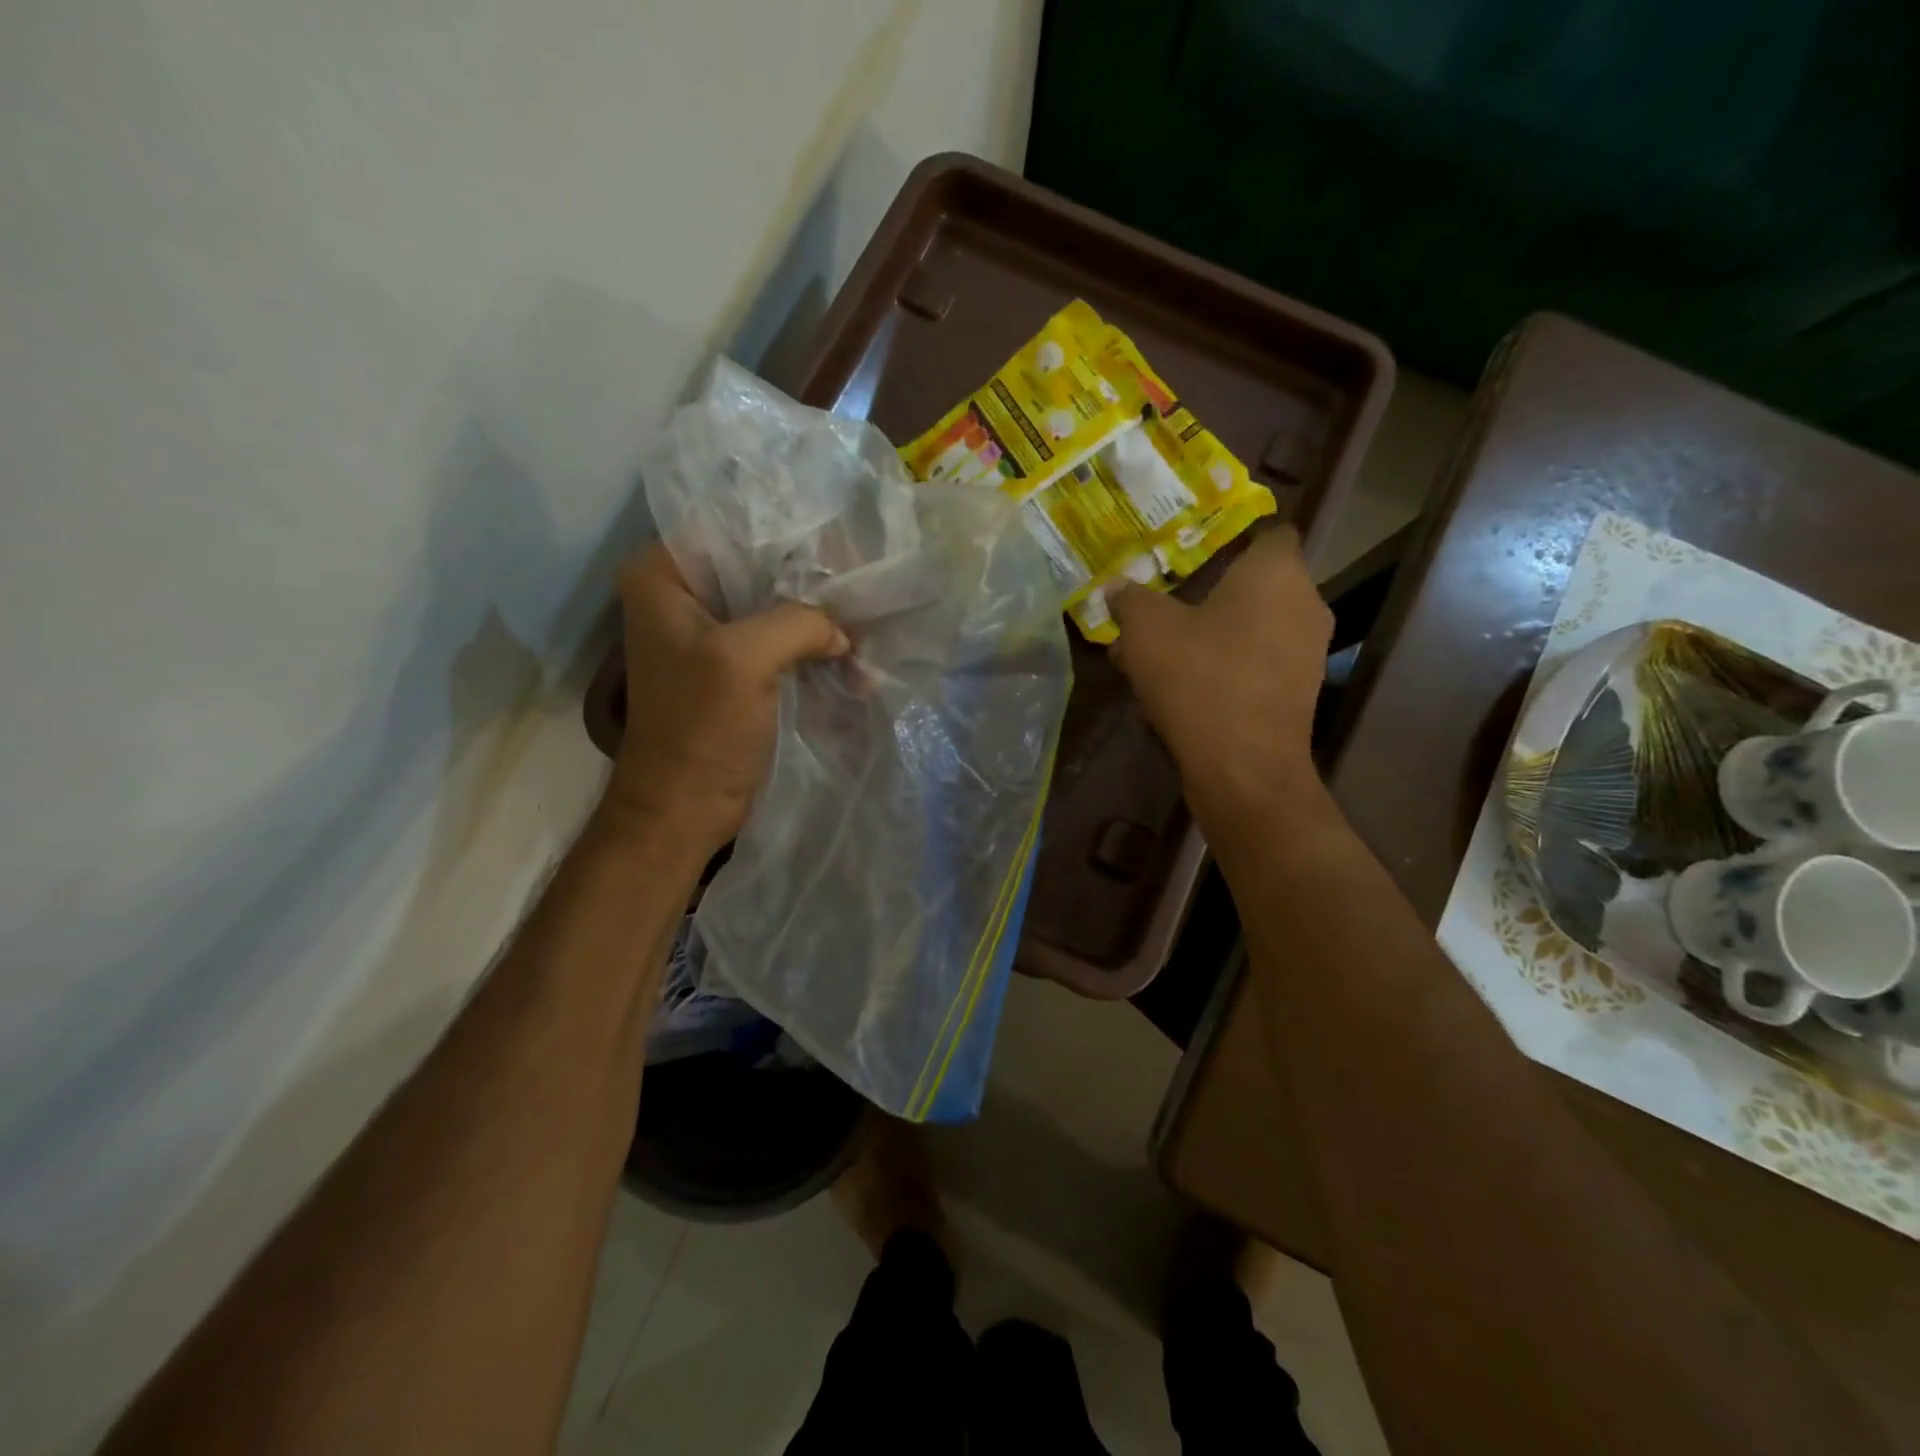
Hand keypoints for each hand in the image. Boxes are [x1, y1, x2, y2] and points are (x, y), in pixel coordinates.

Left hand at [603, 542, 849, 853]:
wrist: (687, 807)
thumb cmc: (700, 728)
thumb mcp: (746, 658)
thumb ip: (800, 620)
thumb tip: (843, 628)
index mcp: (664, 577)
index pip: (732, 527)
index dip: (788, 532)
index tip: (842, 542)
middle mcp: (684, 595)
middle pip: (759, 564)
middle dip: (811, 575)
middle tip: (863, 578)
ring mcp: (712, 632)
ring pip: (776, 602)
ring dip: (819, 614)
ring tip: (866, 618)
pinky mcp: (736, 666)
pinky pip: (781, 637)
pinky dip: (814, 644)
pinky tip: (852, 653)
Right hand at [1109, 527, 1332, 840]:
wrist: (1243, 767)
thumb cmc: (1199, 678)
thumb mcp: (1146, 630)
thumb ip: (1131, 600)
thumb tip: (1117, 587)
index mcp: (1276, 573)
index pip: (1269, 533)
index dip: (1232, 539)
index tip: (1194, 555)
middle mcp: (1305, 604)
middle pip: (1256, 585)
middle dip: (1211, 594)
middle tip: (1166, 606)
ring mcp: (1308, 652)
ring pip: (1254, 628)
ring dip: (1213, 634)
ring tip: (1161, 652)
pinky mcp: (1299, 693)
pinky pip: (1258, 663)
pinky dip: (1227, 666)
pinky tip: (1183, 687)